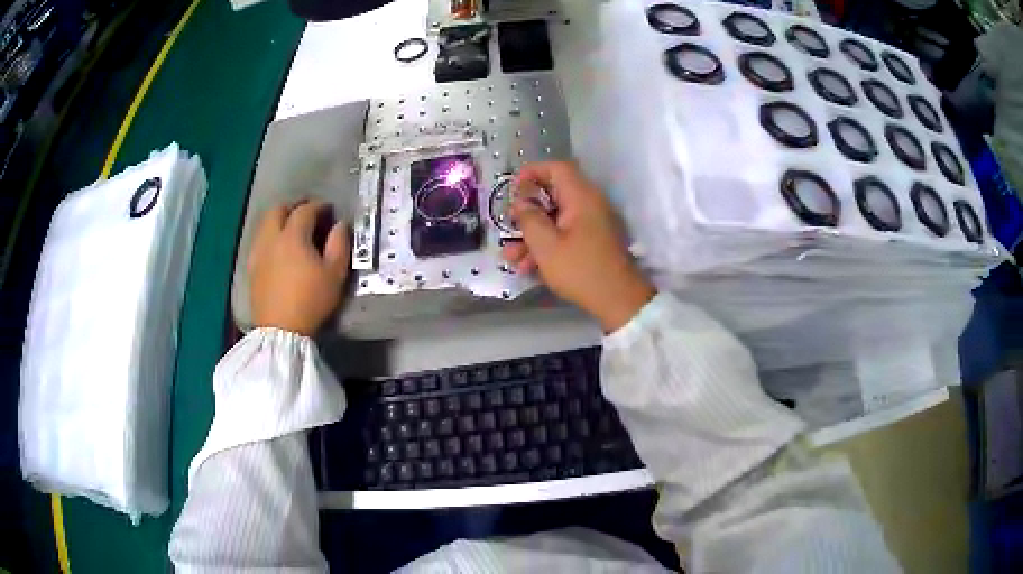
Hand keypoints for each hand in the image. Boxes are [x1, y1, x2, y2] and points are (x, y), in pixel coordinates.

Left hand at [248, 201, 349, 335]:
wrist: (281, 330)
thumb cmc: (311, 301)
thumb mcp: (335, 274)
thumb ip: (339, 244)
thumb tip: (339, 225)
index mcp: (293, 236)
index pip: (305, 210)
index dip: (318, 206)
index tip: (328, 210)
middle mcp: (271, 238)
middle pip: (277, 210)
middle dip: (292, 208)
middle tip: (306, 215)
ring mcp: (258, 253)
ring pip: (265, 225)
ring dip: (278, 221)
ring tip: (291, 231)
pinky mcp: (251, 268)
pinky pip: (259, 242)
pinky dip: (269, 238)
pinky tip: (278, 250)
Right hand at [502, 162, 654, 332]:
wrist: (618, 301)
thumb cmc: (580, 269)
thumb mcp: (546, 245)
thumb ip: (529, 218)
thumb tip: (520, 200)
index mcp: (581, 197)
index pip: (556, 169)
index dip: (532, 172)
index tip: (512, 188)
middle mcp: (589, 205)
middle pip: (553, 196)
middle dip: (527, 213)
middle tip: (508, 226)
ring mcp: (592, 224)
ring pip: (556, 220)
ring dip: (532, 235)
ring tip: (511, 257)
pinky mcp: (593, 242)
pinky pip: (565, 235)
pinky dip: (547, 246)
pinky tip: (527, 267)